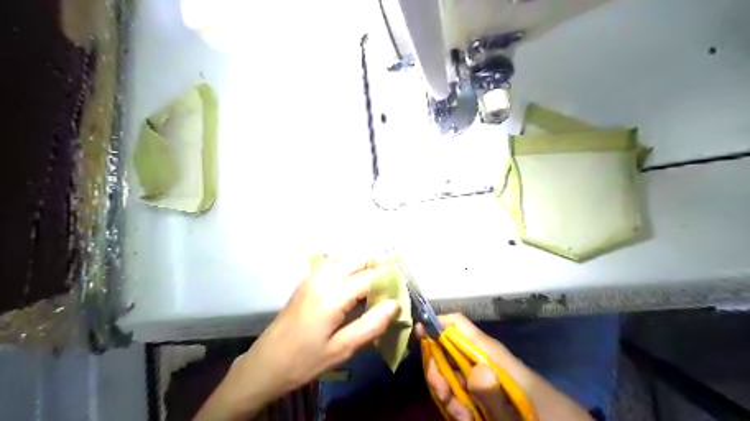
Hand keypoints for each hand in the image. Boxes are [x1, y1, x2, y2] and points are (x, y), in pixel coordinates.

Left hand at [234, 257, 397, 400]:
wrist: (265, 364)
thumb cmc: (304, 361)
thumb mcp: (341, 350)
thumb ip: (371, 325)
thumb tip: (395, 304)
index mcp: (332, 295)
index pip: (369, 277)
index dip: (389, 279)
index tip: (402, 287)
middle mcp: (322, 279)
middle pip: (357, 259)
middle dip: (377, 266)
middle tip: (392, 283)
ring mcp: (311, 278)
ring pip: (345, 259)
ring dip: (363, 266)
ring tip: (376, 283)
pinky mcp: (306, 282)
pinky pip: (333, 265)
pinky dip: (348, 268)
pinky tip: (353, 284)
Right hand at [419, 313, 528, 419]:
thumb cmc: (547, 417)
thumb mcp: (518, 412)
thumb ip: (496, 396)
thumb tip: (475, 370)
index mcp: (492, 353)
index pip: (458, 325)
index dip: (436, 324)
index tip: (419, 334)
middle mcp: (484, 360)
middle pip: (449, 351)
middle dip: (439, 370)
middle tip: (443, 393)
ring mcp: (484, 378)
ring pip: (452, 374)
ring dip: (448, 393)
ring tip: (462, 416)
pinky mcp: (487, 393)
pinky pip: (463, 392)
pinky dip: (458, 405)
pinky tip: (467, 418)